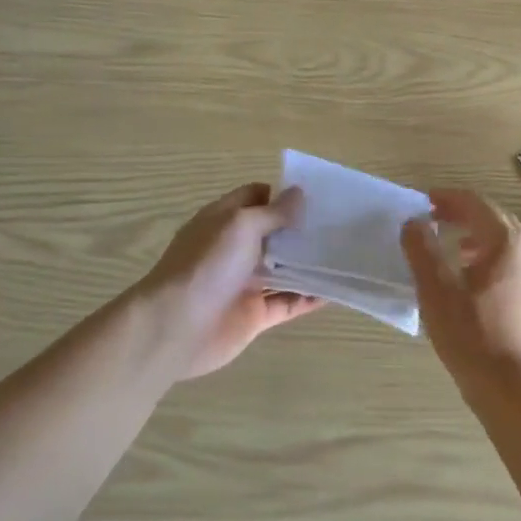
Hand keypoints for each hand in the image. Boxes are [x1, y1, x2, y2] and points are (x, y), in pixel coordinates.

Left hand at [136, 183, 325, 377]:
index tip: (316, 196)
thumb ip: (273, 212)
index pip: (256, 197)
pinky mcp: (254, 315)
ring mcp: (245, 283)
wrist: (176, 327)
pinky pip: (287, 303)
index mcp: (225, 221)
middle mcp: (235, 249)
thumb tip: (298, 194)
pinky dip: (309, 298)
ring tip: (344, 256)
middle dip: (302, 229)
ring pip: (283, 270)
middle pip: (273, 234)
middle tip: (339, 224)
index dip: (282, 195)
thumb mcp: (241, 225)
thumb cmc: (207, 264)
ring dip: (309, 264)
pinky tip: (335, 292)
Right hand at [401, 189, 520, 393]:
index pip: (475, 204)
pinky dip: (487, 257)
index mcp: (506, 242)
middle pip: (493, 218)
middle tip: (433, 218)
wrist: (515, 389)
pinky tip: (468, 279)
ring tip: (448, 246)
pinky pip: (510, 263)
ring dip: (474, 236)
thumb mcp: (436, 290)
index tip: (423, 201)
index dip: (447, 198)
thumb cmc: (472, 335)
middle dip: (462, 214)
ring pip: (503, 242)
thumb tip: (413, 222)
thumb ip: (422, 249)